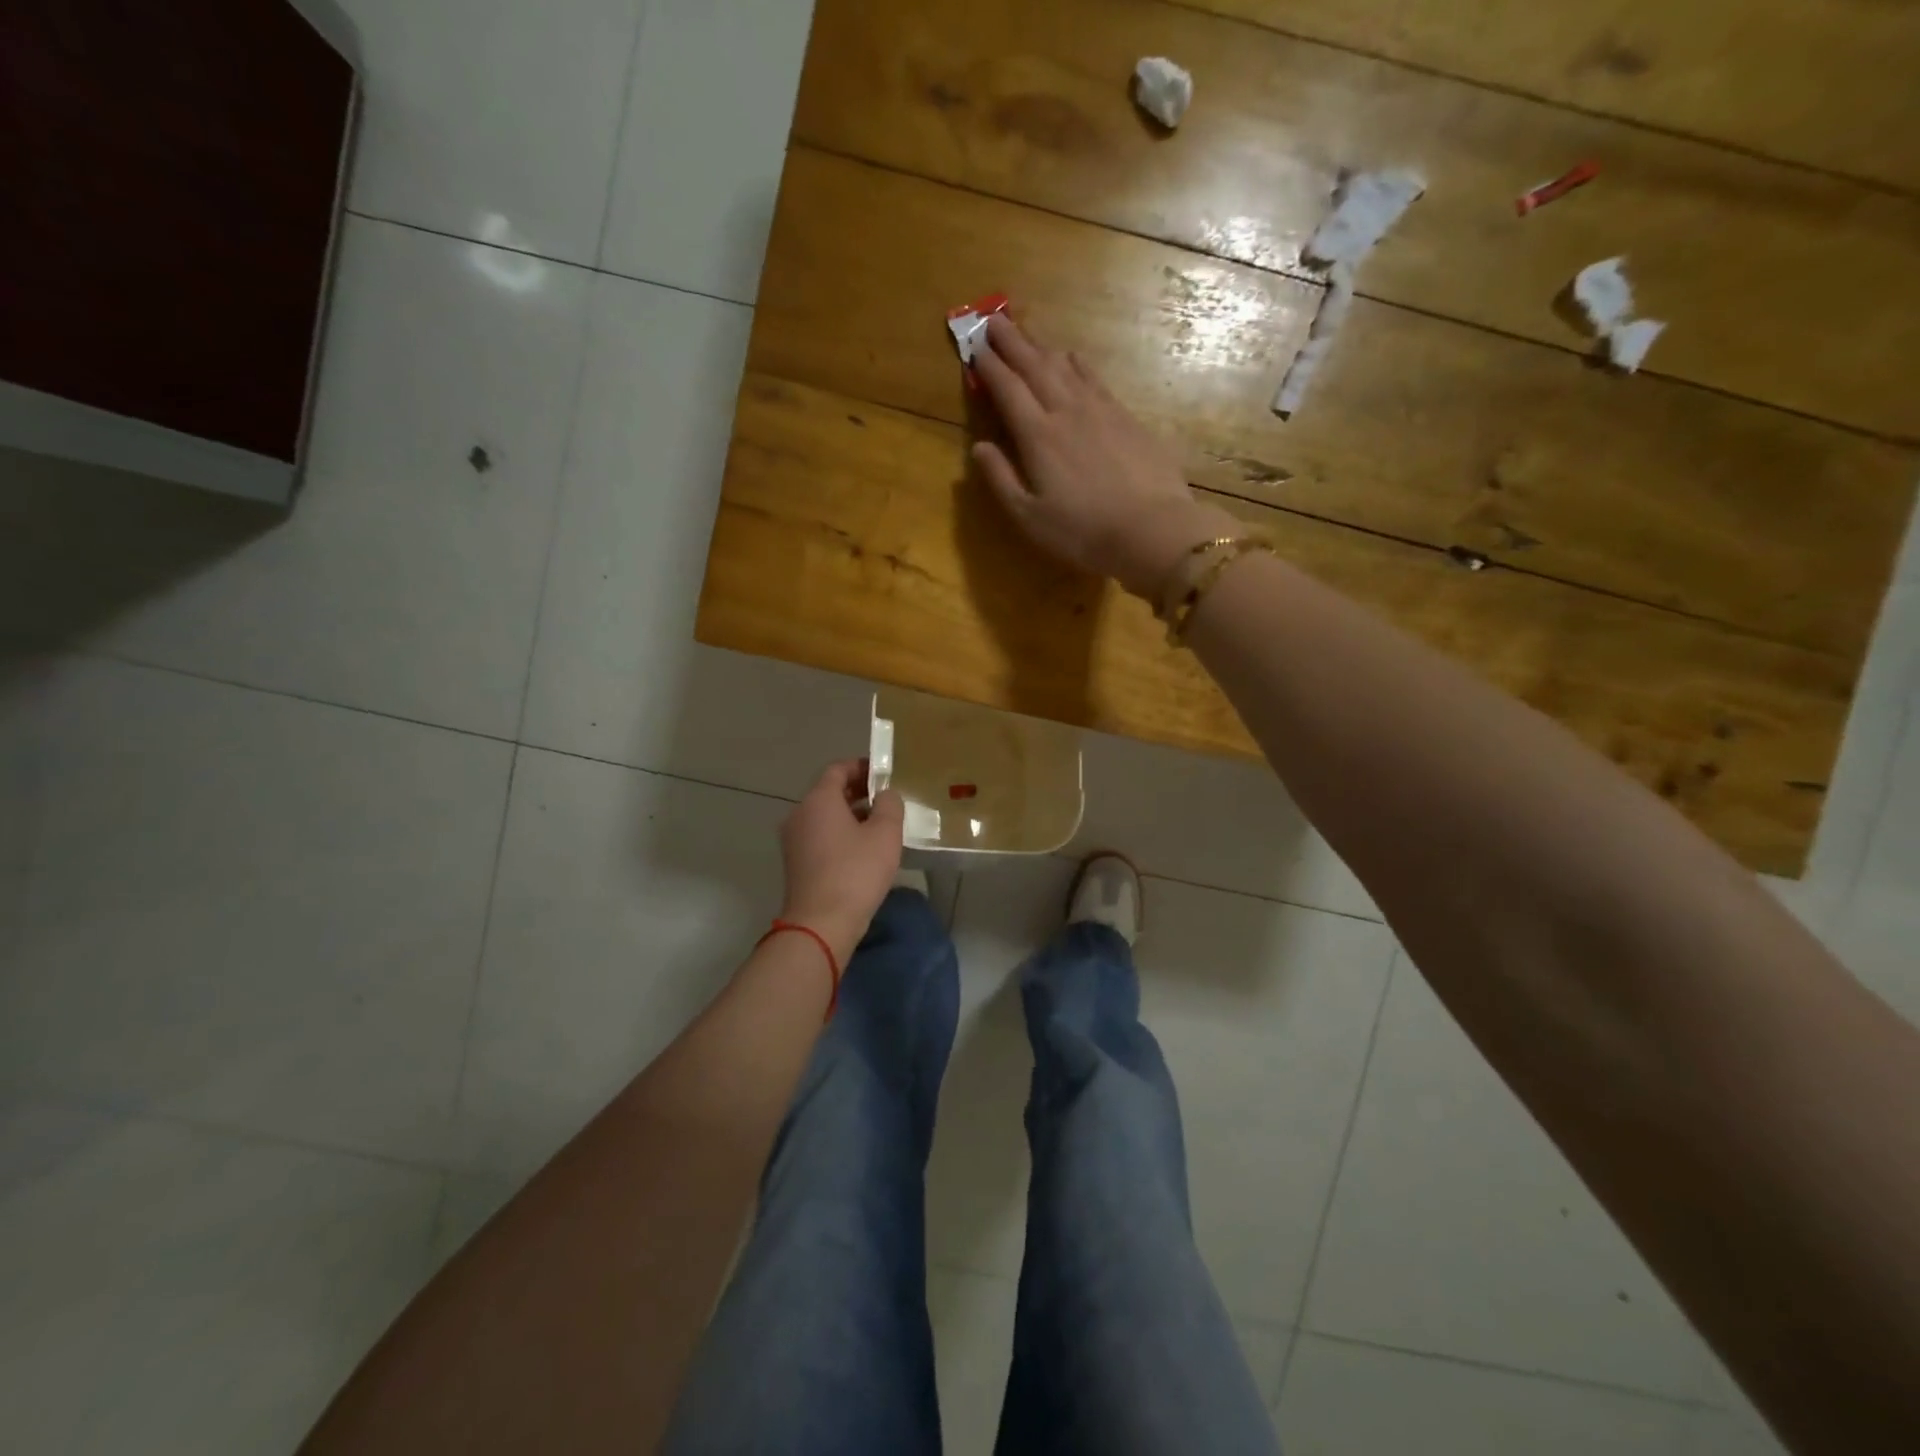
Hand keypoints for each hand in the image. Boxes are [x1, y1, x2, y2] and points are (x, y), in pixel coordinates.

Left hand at [778, 760, 905, 963]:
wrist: (821, 923)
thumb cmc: (856, 872)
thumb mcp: (885, 834)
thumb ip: (890, 805)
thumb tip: (885, 795)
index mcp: (818, 799)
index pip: (838, 769)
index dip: (862, 767)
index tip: (884, 774)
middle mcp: (800, 814)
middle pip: (829, 792)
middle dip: (858, 792)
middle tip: (887, 800)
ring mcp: (794, 840)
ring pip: (824, 816)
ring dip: (850, 815)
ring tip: (880, 826)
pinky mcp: (796, 863)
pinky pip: (820, 837)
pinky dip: (840, 834)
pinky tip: (863, 850)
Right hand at [971, 314, 1241, 600]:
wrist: (1151, 529)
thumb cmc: (1082, 531)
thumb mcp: (1029, 517)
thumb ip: (1001, 479)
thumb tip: (978, 446)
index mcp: (1037, 436)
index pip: (1007, 389)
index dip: (989, 366)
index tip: (974, 346)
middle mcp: (1066, 411)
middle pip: (1034, 366)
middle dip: (1012, 342)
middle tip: (994, 319)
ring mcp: (1100, 410)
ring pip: (1065, 366)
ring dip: (1042, 347)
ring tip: (1027, 334)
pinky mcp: (1126, 417)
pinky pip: (1094, 378)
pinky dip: (1077, 363)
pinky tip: (1073, 358)